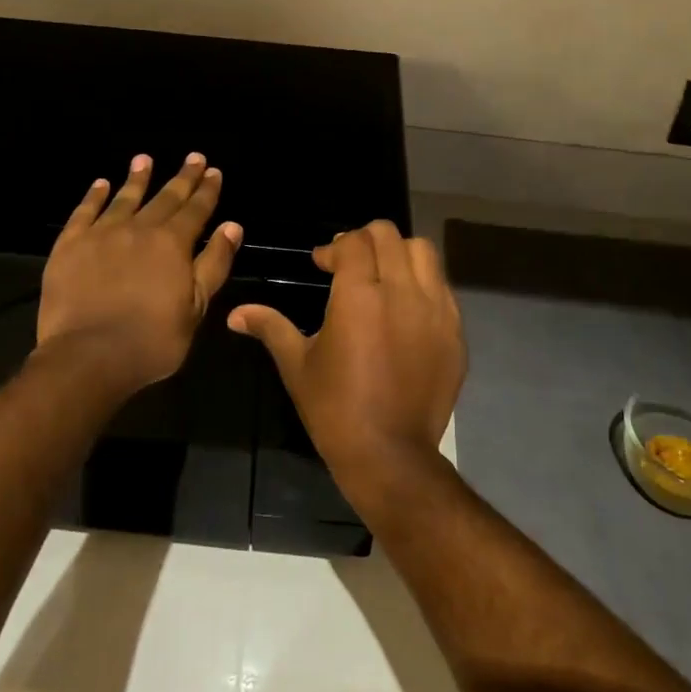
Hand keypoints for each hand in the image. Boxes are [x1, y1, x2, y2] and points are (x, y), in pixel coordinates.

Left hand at [37, 153, 242, 395]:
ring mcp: (101, 234)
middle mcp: (139, 229)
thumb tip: (232, 226)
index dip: (207, 190)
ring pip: (124, 198)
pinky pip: (84, 212)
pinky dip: (94, 196)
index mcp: (173, 244)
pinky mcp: (69, 245)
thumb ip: (214, 263)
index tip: (213, 171)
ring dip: (137, 178)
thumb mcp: (196, 306)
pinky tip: (100, 183)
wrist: (88, 355)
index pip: (195, 209)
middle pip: (165, 197)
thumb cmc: (152, 339)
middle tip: (193, 157)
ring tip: (144, 159)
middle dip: (182, 177)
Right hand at [229, 220, 465, 498]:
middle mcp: (402, 291)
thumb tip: (235, 314)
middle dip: (365, 241)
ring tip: (382, 276)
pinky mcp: (455, 332)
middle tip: (350, 264)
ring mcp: (435, 310)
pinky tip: (406, 308)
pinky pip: (442, 287)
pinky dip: (423, 283)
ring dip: (399, 254)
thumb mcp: (297, 365)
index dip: (334, 247)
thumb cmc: (335, 409)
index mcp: (359, 295)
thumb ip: (270, 328)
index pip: (354, 242)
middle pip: (389, 236)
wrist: (390, 455)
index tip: (322, 264)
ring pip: (423, 252)